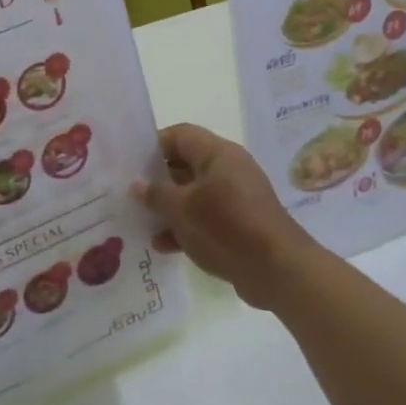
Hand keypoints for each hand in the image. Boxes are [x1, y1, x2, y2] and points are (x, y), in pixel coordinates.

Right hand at [133, 124, 314, 308]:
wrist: (276, 269)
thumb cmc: (225, 227)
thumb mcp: (182, 210)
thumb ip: (156, 194)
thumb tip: (137, 184)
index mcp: (217, 153)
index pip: (180, 135)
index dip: (153, 146)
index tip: (129, 165)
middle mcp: (229, 168)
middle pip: (186, 164)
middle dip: (158, 181)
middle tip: (129, 196)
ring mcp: (237, 196)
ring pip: (194, 194)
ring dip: (170, 208)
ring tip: (142, 223)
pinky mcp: (241, 222)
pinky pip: (207, 217)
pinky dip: (187, 226)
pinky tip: (164, 246)